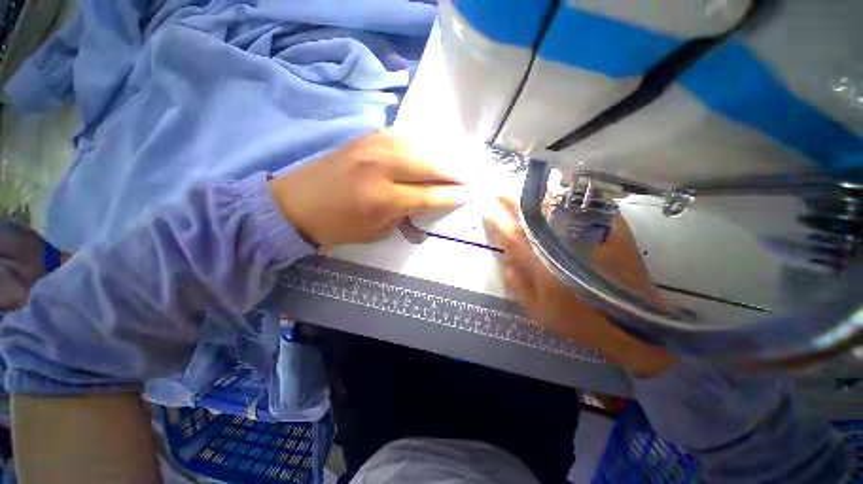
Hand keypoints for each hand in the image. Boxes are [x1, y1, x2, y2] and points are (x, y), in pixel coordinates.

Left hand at [269, 131, 470, 248]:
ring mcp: (371, 146)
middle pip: (429, 163)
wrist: (295, 204)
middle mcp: (380, 167)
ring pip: (419, 143)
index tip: (470, 192)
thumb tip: (429, 200)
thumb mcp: (376, 231)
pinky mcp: (364, 137)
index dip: (452, 194)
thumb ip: (406, 214)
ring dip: (442, 153)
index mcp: (382, 198)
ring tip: (457, 161)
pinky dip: (421, 142)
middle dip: (455, 169)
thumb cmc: (337, 226)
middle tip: (472, 174)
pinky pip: (402, 135)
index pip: (429, 194)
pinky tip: (431, 148)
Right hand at [483, 197, 676, 376]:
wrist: (634, 323)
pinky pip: (585, 207)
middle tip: (499, 191)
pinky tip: (557, 194)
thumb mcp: (538, 311)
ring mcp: (591, 235)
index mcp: (545, 267)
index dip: (497, 218)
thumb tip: (504, 258)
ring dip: (537, 197)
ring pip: (558, 207)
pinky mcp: (612, 231)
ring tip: (522, 191)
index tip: (485, 201)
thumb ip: (516, 284)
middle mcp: (565, 246)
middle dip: (513, 201)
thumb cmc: (581, 321)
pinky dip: (568, 199)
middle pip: (534, 216)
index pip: (513, 236)